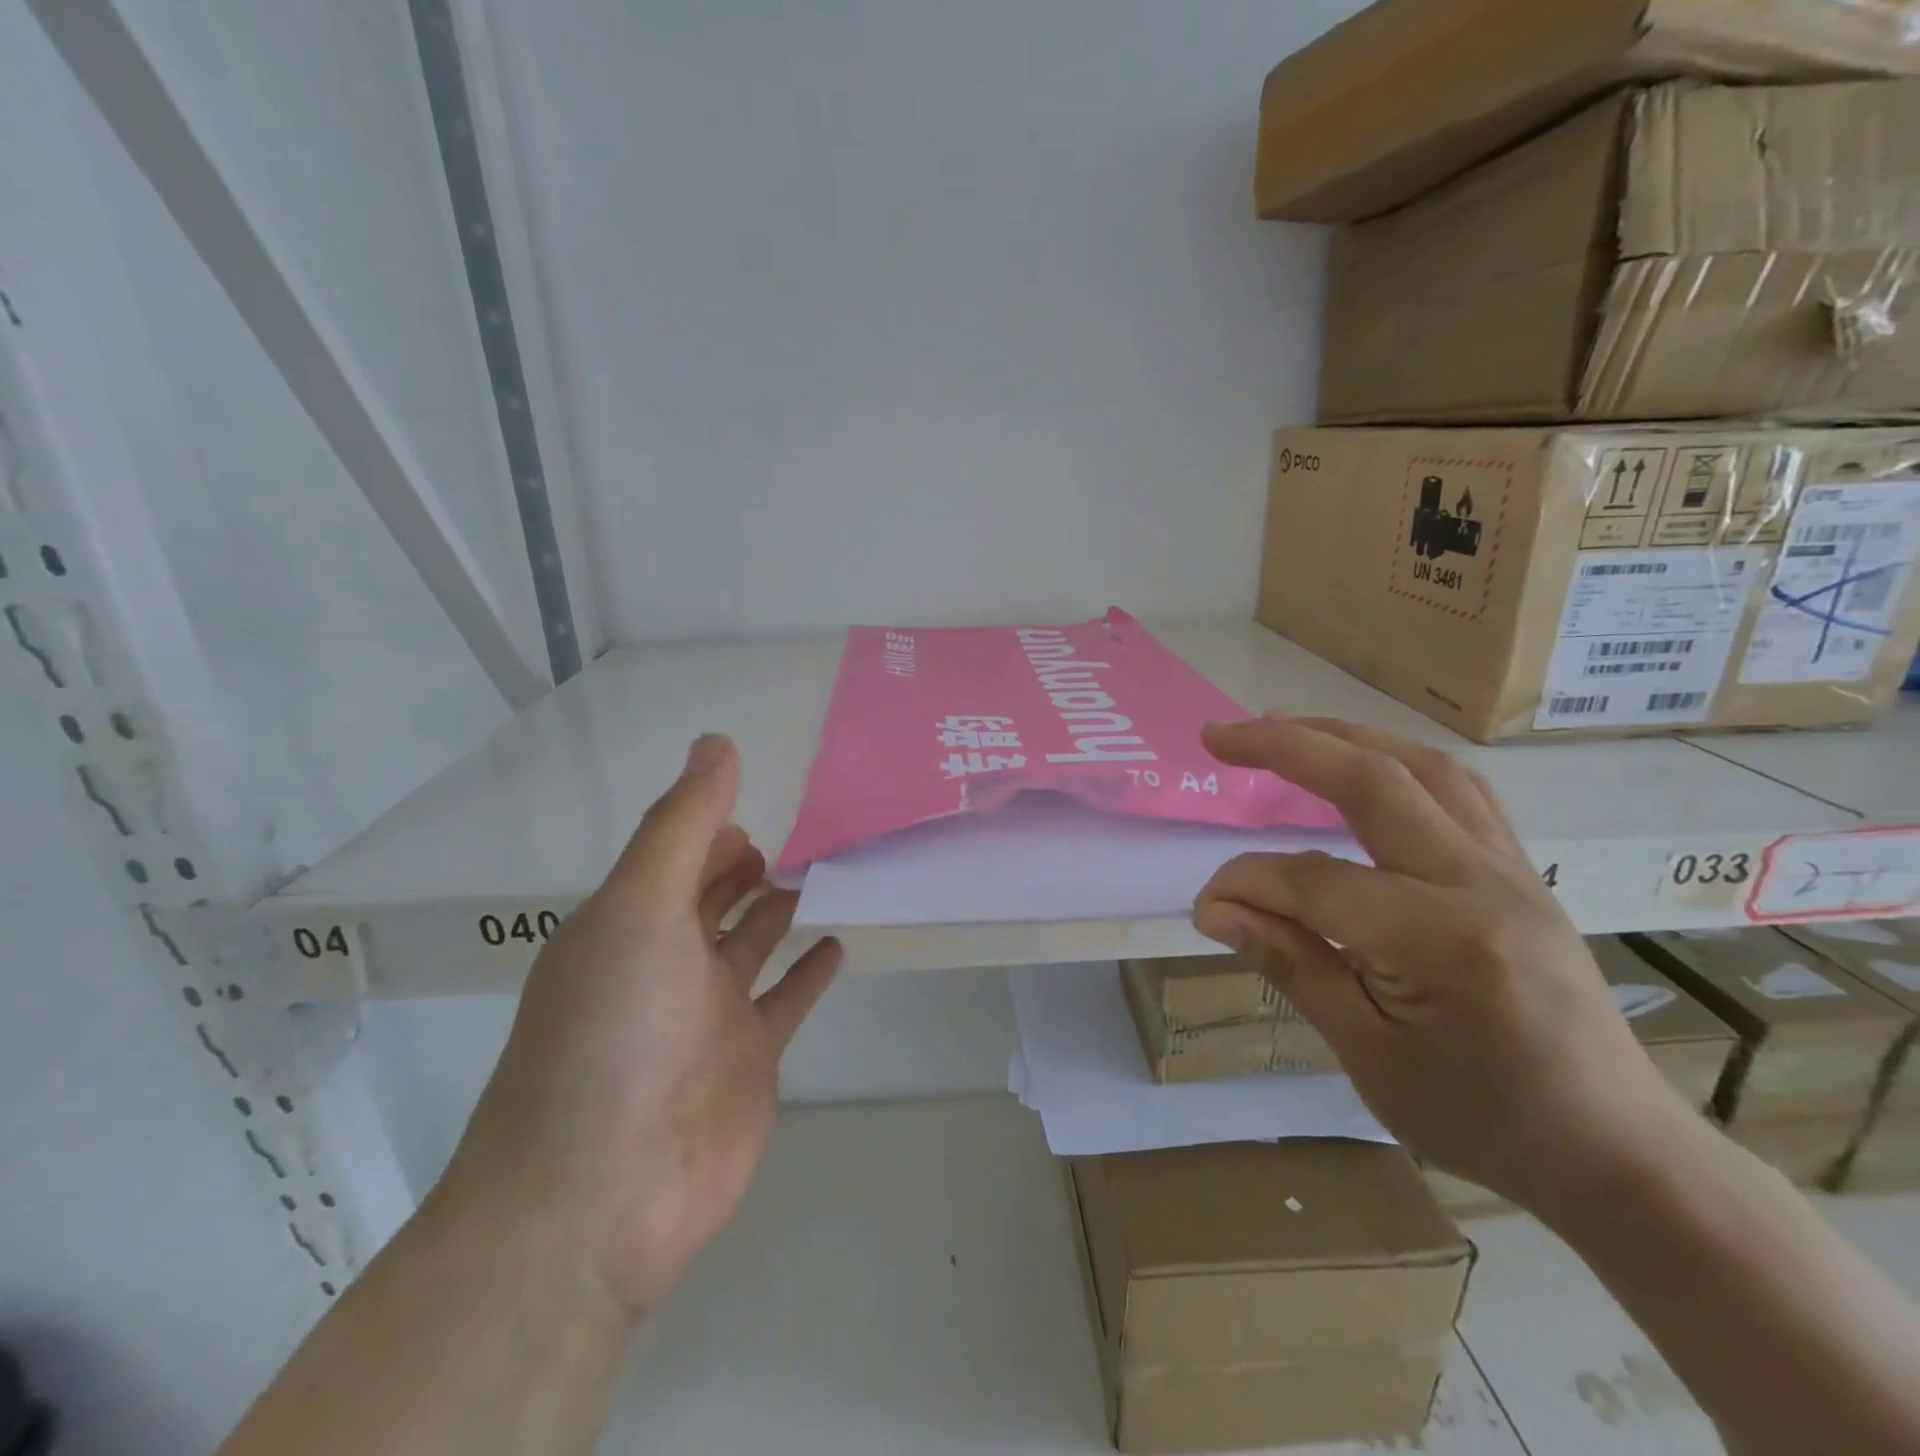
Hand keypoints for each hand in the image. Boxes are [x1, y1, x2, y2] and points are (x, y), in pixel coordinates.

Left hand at [436, 734, 841, 1322]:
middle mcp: (665, 964)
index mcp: (627, 926)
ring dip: (782, 908)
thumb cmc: (613, 1030)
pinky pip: (786, 1001)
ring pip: (753, 944)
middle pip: (712, 899)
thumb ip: (684, 824)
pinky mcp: (749, 1060)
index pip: (674, 859)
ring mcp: (709, 1016)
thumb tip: (717, 741)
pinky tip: (839, 942)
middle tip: (804, 826)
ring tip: (827, 868)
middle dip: (746, 864)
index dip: (710, 827)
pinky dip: (810, 971)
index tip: (758, 797)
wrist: (600, 1197)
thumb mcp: (640, 907)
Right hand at [1191, 716, 1686, 1213]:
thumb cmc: (1483, 1121)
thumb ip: (1291, 962)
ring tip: (1282, 729)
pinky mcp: (1520, 870)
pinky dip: (1396, 762)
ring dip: (1344, 737)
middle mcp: (1482, 883)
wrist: (1615, 1154)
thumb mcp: (1369, 1055)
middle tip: (1219, 736)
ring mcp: (1511, 869)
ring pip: (1423, 768)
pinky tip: (1363, 768)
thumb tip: (1215, 908)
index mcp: (1442, 941)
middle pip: (1374, 781)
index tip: (1206, 906)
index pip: (1314, 880)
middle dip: (1286, 746)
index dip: (1246, 883)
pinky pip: (1458, 790)